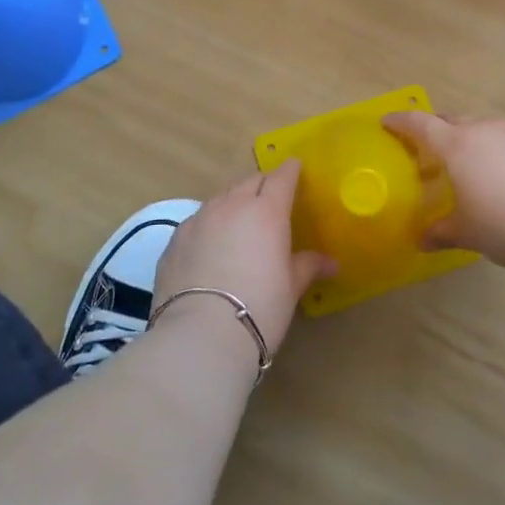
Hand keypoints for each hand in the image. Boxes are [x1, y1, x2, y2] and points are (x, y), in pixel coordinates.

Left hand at [153, 162, 333, 356]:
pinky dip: (210, 225)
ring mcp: (198, 220)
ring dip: (234, 203)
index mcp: (267, 211)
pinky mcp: (174, 240)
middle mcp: (231, 205)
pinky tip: (211, 247)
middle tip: (271, 199)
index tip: (295, 168)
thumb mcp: (290, 288)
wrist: (199, 337)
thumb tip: (331, 263)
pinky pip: (198, 221)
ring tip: (240, 222)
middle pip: (250, 182)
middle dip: (263, 185)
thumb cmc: (259, 308)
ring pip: (221, 198)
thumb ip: (307, 266)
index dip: (290, 171)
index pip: (281, 178)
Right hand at [382, 113, 504, 273]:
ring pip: (482, 127)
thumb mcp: (468, 233)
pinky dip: (495, 149)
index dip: (401, 121)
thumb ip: (441, 231)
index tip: (386, 121)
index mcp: (458, 145)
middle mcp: (485, 130)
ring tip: (466, 164)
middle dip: (435, 130)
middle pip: (452, 120)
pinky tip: (502, 174)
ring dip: (468, 138)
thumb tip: (422, 240)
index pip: (421, 124)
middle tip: (426, 149)